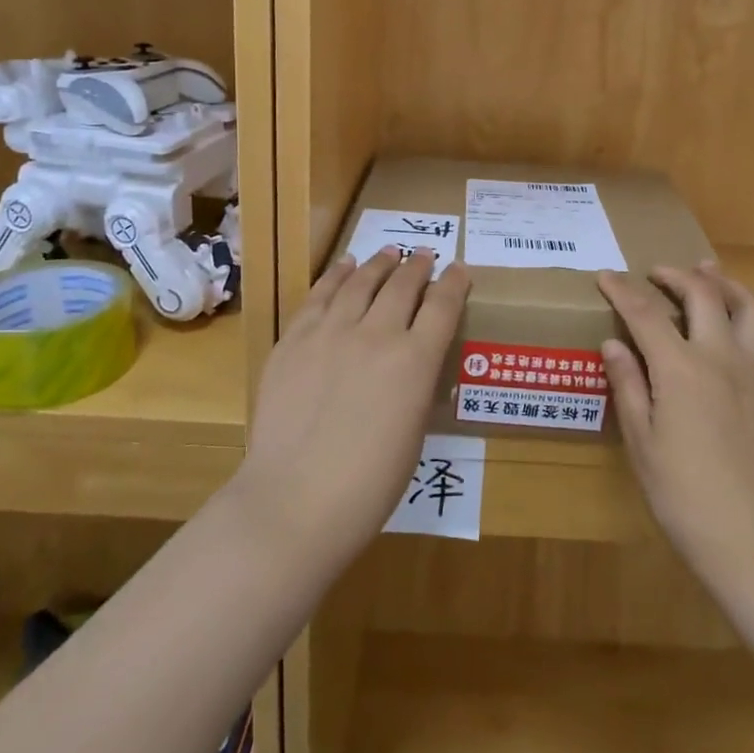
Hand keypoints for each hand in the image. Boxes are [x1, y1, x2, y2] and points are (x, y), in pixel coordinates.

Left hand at [236, 249, 469, 568]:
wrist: (294, 500)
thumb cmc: (369, 485)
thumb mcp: (414, 433)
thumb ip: (416, 387)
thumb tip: (415, 364)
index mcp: (415, 361)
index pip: (443, 306)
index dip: (454, 282)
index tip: (459, 269)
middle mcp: (377, 334)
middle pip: (403, 285)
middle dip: (418, 266)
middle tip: (424, 256)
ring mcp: (331, 332)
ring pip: (361, 282)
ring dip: (378, 263)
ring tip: (387, 251)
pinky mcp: (294, 339)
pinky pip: (319, 296)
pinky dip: (336, 276)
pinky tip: (344, 266)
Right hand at [599, 262, 753, 589]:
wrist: (753, 538)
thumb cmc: (684, 495)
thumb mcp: (642, 443)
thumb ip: (628, 386)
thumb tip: (614, 343)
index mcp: (680, 369)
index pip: (644, 313)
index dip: (621, 290)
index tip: (605, 276)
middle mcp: (722, 357)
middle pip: (702, 295)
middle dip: (676, 275)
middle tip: (658, 274)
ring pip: (749, 307)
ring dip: (727, 283)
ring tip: (710, 273)